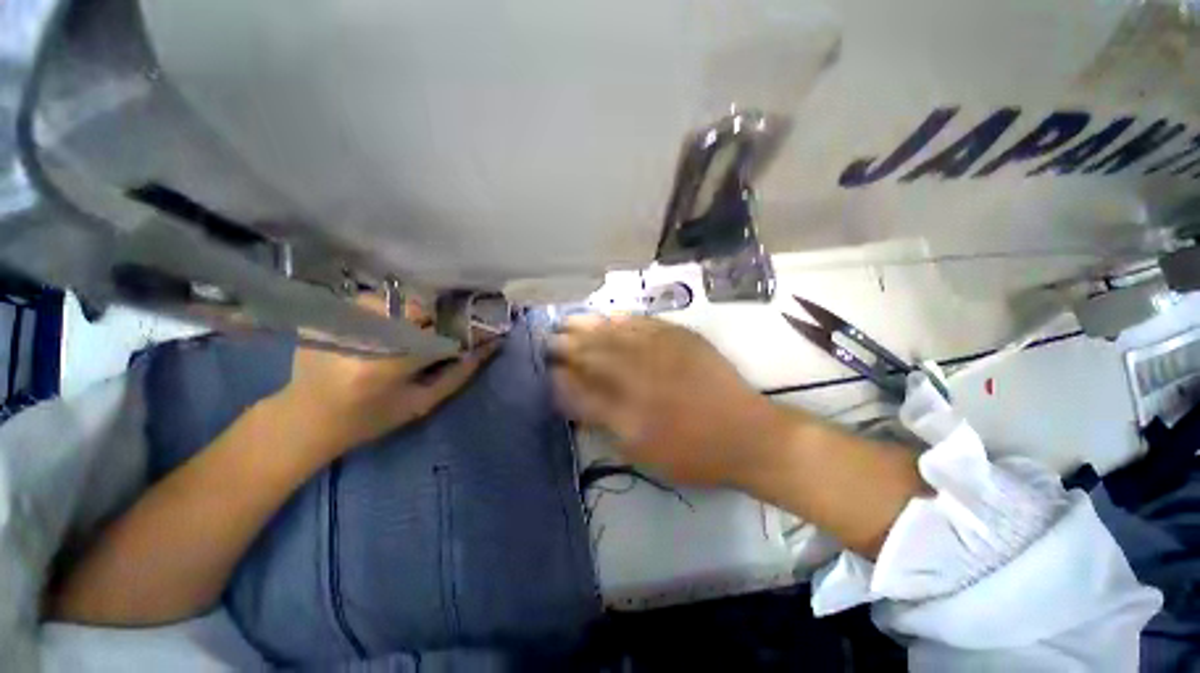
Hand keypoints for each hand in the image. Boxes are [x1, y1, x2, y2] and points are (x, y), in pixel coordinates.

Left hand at [274, 297, 500, 464]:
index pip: (441, 336)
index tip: (489, 330)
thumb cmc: (370, 419)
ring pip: (399, 299)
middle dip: (443, 319)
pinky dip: (392, 307)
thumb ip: (458, 374)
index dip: (468, 331)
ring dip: (417, 311)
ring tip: (417, 329)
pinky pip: (374, 298)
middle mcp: (363, 336)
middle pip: (420, 310)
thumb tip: (489, 347)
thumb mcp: (420, 403)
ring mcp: (340, 320)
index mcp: (386, 365)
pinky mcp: (327, 314)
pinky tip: (389, 324)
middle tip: (450, 331)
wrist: (305, 418)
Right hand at [549, 315, 785, 486]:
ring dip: (590, 326)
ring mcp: (661, 351)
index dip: (561, 372)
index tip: (547, 364)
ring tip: (571, 321)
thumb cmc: (690, 451)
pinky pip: (645, 323)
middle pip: (594, 352)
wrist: (747, 435)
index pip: (581, 383)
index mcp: (626, 406)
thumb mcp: (639, 449)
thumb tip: (570, 394)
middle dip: (569, 343)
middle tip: (552, 336)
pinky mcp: (682, 338)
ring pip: (615, 333)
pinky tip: (610, 315)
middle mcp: (639, 372)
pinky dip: (623, 318)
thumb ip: (601, 418)